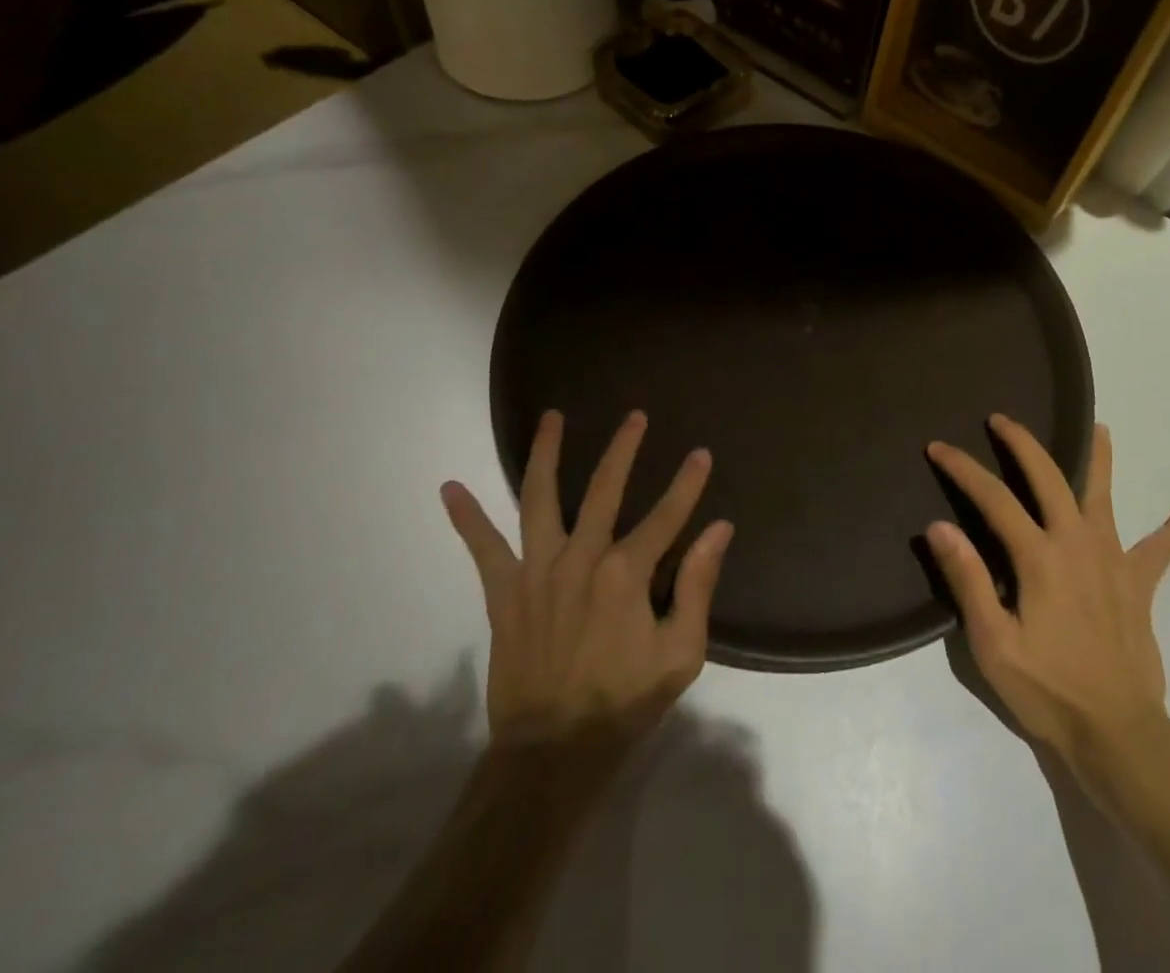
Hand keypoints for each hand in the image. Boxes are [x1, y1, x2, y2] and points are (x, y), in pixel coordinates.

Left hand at [441, 409, 733, 748]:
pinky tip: (450, 487)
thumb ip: (697, 586)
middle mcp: (580, 558)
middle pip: (604, 488)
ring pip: (540, 498)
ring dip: (546, 453)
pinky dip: (466, 518)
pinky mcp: (504, 591)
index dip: (687, 483)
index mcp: (626, 574)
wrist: (553, 752)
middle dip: (623, 448)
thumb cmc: (624, 702)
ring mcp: (537, 571)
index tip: (701, 454)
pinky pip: (482, 548)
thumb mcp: (680, 653)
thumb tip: (719, 530)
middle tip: (635, 416)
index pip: (666, 515)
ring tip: (552, 417)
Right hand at [924, 414, 1169, 768]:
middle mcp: (1077, 544)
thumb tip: (939, 526)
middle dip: (1023, 443)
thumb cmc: (1047, 690)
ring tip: (1100, 427)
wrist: (1117, 735)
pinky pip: (1162, 551)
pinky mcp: (1139, 585)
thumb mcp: (992, 643)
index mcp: (1039, 557)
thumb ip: (967, 580)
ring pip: (1105, 497)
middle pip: (1049, 478)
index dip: (963, 468)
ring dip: (1101, 459)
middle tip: (1002, 419)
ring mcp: (1113, 561)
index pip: (994, 498)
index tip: (939, 447)